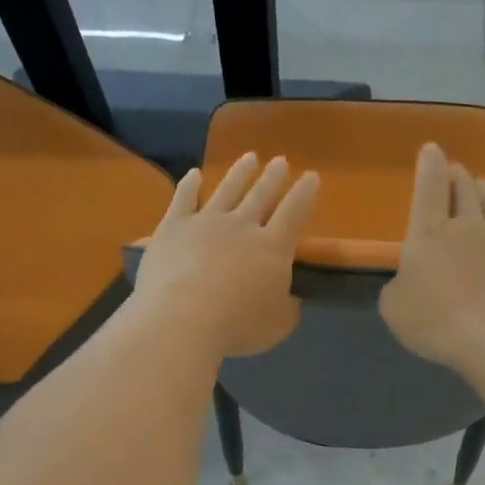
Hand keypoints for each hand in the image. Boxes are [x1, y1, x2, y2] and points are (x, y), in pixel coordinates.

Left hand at [132, 152, 319, 357]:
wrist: (182, 318)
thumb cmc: (237, 326)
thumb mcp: (277, 325)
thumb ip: (287, 308)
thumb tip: (292, 298)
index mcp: (273, 248)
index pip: (294, 212)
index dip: (304, 194)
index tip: (311, 177)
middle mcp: (243, 226)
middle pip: (261, 194)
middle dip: (273, 177)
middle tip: (280, 161)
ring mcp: (206, 221)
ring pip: (227, 189)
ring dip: (240, 173)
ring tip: (249, 158)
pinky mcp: (173, 226)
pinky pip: (183, 199)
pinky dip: (189, 185)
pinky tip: (194, 174)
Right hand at [379, 141, 484, 376]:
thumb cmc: (435, 322)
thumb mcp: (394, 308)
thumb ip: (397, 286)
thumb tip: (407, 278)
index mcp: (429, 233)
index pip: (429, 187)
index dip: (429, 165)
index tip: (431, 149)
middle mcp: (468, 227)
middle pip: (464, 190)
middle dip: (458, 176)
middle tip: (456, 171)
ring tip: (484, 184)